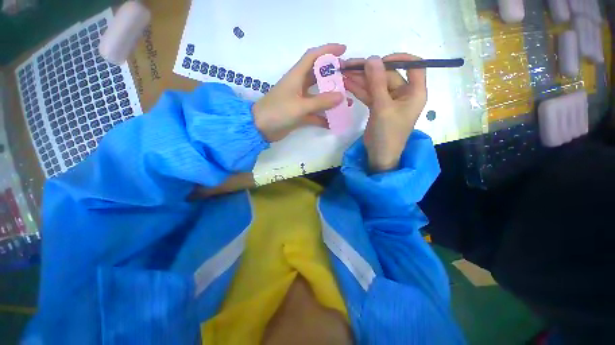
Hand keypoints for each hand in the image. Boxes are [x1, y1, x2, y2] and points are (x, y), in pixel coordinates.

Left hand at [253, 44, 347, 141]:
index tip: (343, 50)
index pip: (312, 57)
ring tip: (346, 102)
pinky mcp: (298, 114)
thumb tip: (341, 97)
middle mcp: (298, 86)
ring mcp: (299, 101)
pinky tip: (333, 123)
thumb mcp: (300, 106)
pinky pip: (314, 113)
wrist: (260, 128)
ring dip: (330, 99)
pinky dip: (322, 117)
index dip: (327, 50)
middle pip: (318, 76)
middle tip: (348, 79)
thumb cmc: (277, 112)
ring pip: (318, 96)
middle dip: (333, 76)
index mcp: (296, 77)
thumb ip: (320, 102)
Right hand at [343, 54, 426, 171]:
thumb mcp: (383, 108)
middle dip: (368, 71)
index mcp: (414, 92)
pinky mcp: (378, 107)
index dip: (398, 58)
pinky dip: (359, 90)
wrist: (379, 155)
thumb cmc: (387, 133)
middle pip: (387, 75)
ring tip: (343, 73)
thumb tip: (372, 58)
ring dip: (360, 80)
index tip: (380, 60)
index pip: (414, 65)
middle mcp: (403, 93)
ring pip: (375, 85)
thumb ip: (377, 83)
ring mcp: (389, 100)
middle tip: (348, 66)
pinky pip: (369, 94)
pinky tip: (347, 84)